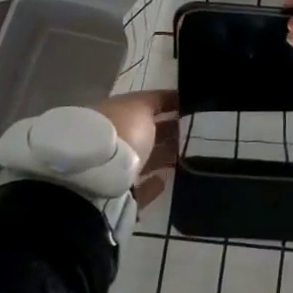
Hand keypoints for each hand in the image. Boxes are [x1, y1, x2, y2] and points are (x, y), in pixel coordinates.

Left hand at [94, 90, 178, 207]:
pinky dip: (152, 183)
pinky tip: (167, 179)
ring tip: (188, 154)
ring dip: (162, 156)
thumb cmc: (120, 132)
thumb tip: (173, 96)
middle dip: (166, 131)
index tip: (189, 107)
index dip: (165, 104)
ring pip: (142, 159)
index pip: (141, 106)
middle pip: (143, 133)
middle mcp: (110, 139)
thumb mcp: (140, 107)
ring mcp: (112, 168)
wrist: (97, 178)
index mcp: (111, 113)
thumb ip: (157, 101)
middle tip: (195, 132)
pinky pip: (139, 187)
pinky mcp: (119, 196)